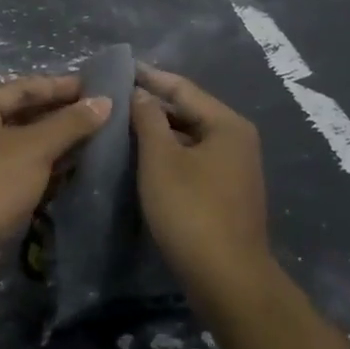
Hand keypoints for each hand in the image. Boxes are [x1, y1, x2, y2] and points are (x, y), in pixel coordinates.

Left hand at [0, 76, 111, 288]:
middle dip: (61, 114)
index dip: (60, 86)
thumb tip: (104, 101)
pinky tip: (77, 170)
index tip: (95, 87)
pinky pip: (25, 171)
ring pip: (26, 145)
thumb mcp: (34, 147)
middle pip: (25, 115)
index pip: (25, 87)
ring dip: (58, 143)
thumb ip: (70, 123)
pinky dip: (49, 169)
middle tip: (100, 114)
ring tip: (97, 140)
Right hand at [131, 66, 270, 296]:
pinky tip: (140, 159)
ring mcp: (234, 169)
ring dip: (157, 132)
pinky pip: (192, 161)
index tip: (118, 68)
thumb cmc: (192, 211)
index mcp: (227, 124)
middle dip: (152, 105)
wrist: (228, 280)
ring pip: (189, 138)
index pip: (183, 88)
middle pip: (188, 112)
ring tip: (120, 125)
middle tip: (113, 98)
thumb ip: (148, 119)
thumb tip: (140, 93)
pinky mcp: (225, 194)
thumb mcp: (161, 160)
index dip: (149, 77)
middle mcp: (236, 140)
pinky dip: (168, 155)